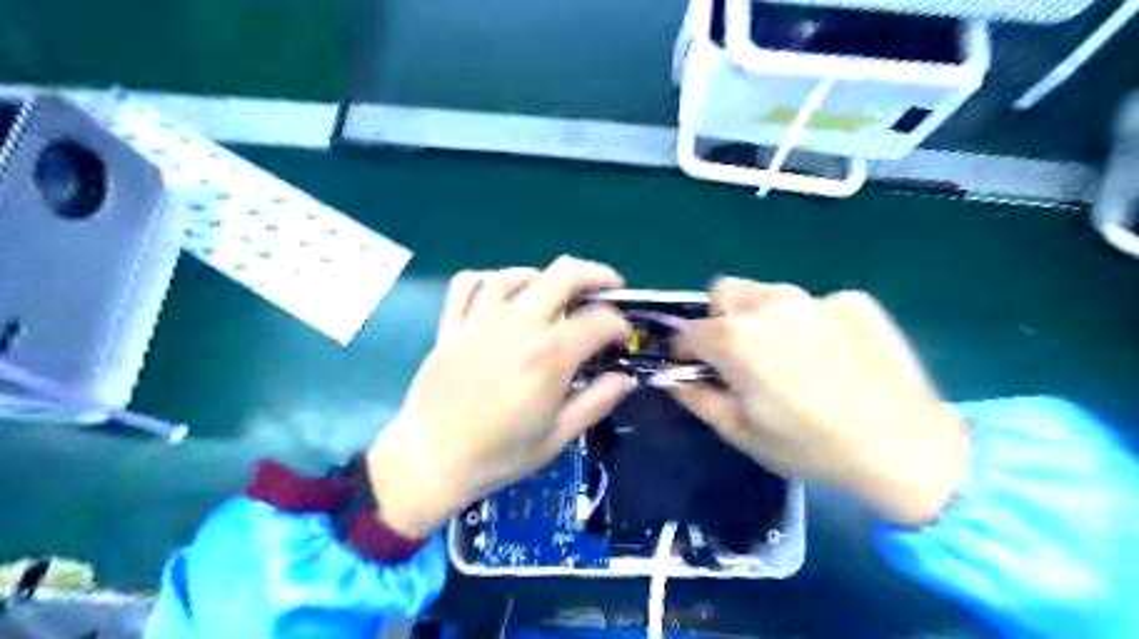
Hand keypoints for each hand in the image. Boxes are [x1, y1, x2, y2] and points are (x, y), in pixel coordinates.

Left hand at [367, 258, 636, 535]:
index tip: (623, 339)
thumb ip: (597, 401)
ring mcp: (480, 320)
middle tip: (609, 288)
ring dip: (545, 276)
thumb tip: (627, 379)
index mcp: (549, 355)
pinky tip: (503, 292)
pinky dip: (491, 279)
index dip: (620, 326)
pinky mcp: (452, 325)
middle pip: (563, 275)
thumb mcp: (558, 436)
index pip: (598, 322)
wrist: (430, 461)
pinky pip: (469, 284)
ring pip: (517, 273)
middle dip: (596, 275)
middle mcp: (517, 325)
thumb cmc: (499, 454)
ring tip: (558, 292)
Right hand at [669, 277, 969, 523]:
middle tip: (741, 358)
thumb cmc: (810, 446)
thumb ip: (695, 396)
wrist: (906, 449)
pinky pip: (815, 305)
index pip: (687, 332)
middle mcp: (770, 303)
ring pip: (768, 295)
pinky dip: (811, 325)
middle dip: (721, 320)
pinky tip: (835, 358)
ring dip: (764, 319)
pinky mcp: (855, 300)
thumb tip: (669, 376)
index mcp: (735, 336)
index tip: (695, 370)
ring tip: (791, 358)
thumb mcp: (739, 430)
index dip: (685, 353)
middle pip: (725, 294)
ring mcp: (816, 297)